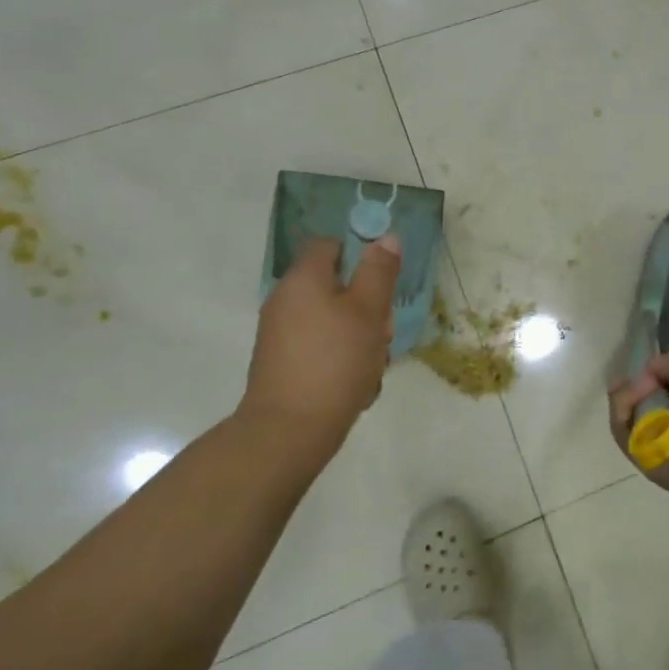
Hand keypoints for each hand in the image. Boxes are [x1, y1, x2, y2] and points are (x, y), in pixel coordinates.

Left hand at [243, 235, 399, 457]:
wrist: (288, 432)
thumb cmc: (334, 361)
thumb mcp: (368, 311)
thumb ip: (379, 271)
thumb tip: (386, 237)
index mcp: (303, 279)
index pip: (329, 244)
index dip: (359, 254)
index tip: (382, 281)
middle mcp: (286, 300)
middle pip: (336, 286)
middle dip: (367, 306)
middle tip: (383, 332)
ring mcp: (282, 335)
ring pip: (334, 321)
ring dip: (360, 337)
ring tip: (373, 365)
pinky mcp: (284, 365)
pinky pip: (322, 349)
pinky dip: (342, 360)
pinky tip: (358, 385)